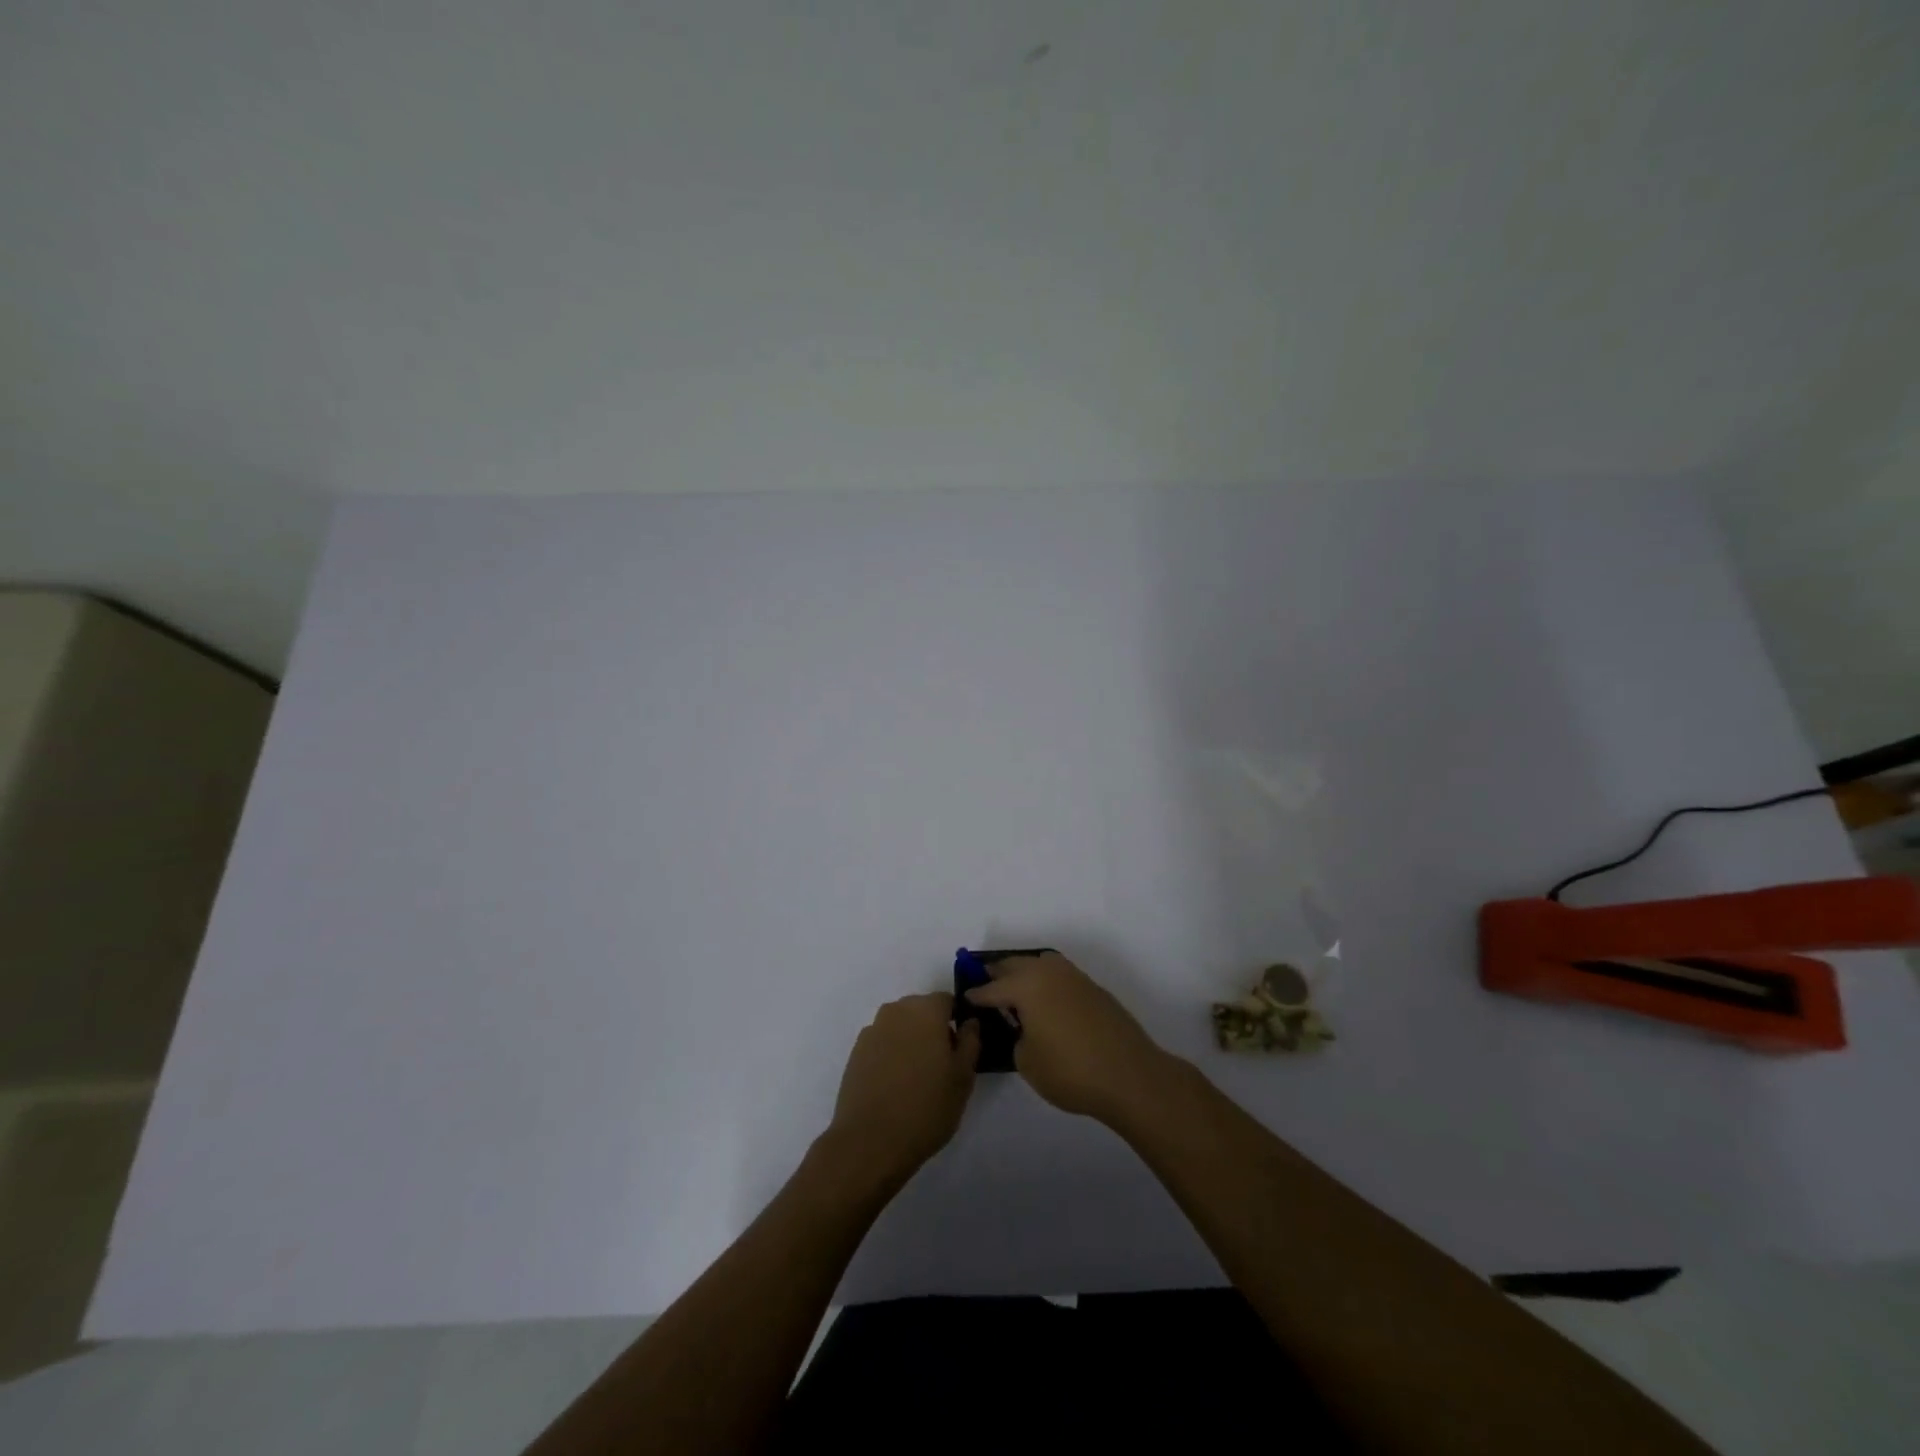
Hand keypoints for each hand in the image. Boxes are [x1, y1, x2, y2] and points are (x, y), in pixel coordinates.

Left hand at [826, 994, 979, 1186]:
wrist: (869, 1141)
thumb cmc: (926, 1107)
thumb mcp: (963, 1077)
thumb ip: (970, 1041)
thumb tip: (969, 1022)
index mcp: (925, 1010)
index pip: (947, 1001)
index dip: (957, 1020)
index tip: (961, 1048)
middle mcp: (896, 1011)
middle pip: (921, 1010)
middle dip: (933, 1029)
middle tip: (942, 1065)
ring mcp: (872, 1030)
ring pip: (901, 1026)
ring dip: (911, 1041)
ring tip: (917, 1078)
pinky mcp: (856, 1052)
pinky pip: (882, 1043)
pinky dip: (892, 1055)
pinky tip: (895, 1085)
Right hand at [964, 952, 1170, 1124]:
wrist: (1129, 1075)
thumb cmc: (1071, 1071)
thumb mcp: (1027, 1062)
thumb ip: (1018, 1038)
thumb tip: (1024, 1028)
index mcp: (1027, 986)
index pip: (993, 987)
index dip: (977, 994)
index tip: (966, 997)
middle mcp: (1049, 973)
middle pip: (1016, 965)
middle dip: (999, 974)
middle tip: (987, 986)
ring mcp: (1075, 978)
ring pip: (1042, 964)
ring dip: (1026, 972)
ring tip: (1017, 991)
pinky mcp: (1094, 990)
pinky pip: (1061, 976)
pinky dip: (1048, 983)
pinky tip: (1048, 1002)